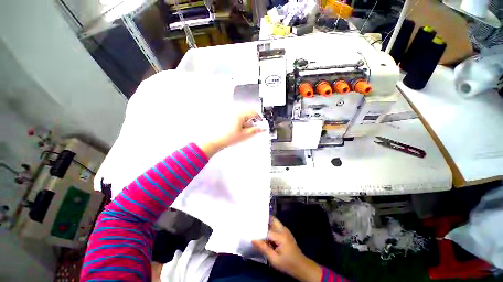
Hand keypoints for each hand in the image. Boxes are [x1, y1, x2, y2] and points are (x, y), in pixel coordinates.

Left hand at [199, 110, 264, 157]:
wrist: (215, 141)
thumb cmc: (228, 137)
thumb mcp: (245, 135)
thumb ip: (256, 130)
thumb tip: (263, 128)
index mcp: (240, 114)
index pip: (253, 112)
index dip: (259, 117)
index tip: (261, 122)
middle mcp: (235, 112)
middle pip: (247, 113)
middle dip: (252, 120)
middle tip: (252, 127)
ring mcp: (230, 114)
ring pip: (242, 115)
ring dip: (246, 121)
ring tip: (244, 130)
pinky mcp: (226, 117)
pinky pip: (236, 117)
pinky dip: (240, 122)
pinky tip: (238, 129)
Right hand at [252, 217, 321, 281]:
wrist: (301, 266)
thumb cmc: (288, 264)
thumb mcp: (274, 259)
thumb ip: (264, 248)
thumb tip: (253, 240)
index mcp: (281, 236)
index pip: (266, 230)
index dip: (259, 232)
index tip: (251, 231)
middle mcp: (283, 230)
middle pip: (272, 220)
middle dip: (263, 220)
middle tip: (255, 223)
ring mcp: (285, 230)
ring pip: (274, 222)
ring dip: (267, 224)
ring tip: (258, 226)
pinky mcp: (285, 232)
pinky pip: (276, 226)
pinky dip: (270, 227)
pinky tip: (265, 233)